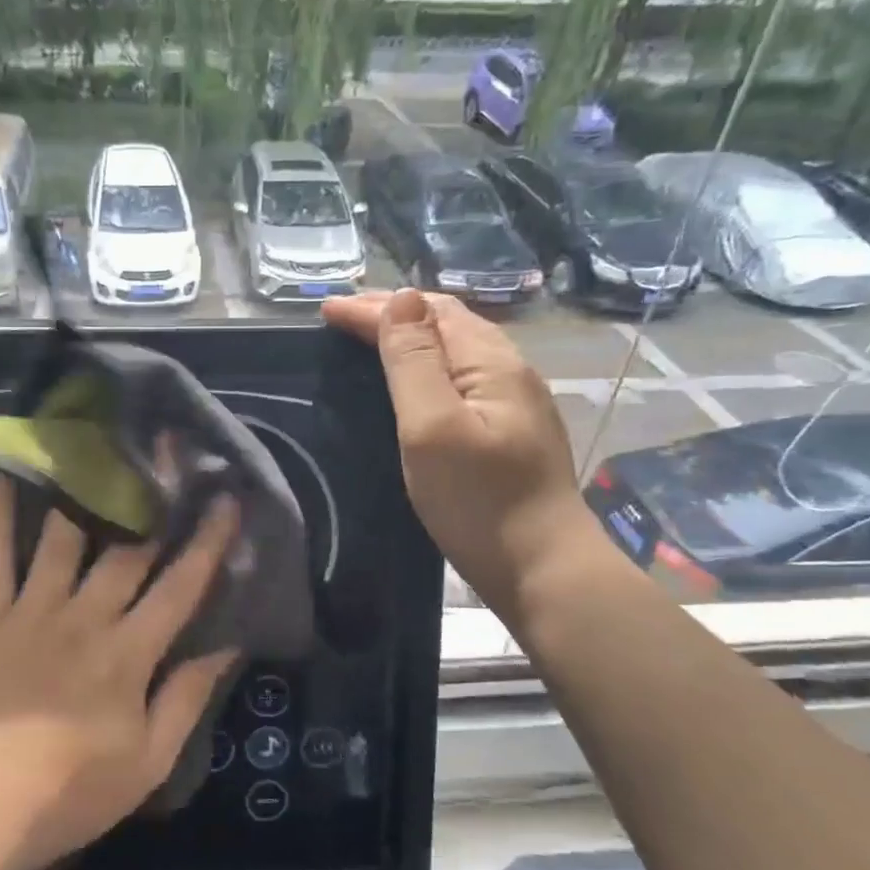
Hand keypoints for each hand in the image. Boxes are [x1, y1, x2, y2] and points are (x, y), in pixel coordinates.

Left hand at [0, 475, 239, 869]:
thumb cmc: (75, 791)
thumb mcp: (151, 760)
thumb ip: (188, 697)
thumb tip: (228, 645)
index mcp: (129, 652)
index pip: (180, 586)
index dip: (207, 541)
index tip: (227, 499)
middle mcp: (85, 617)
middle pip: (127, 548)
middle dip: (154, 498)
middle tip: (169, 451)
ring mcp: (33, 611)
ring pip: (63, 538)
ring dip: (83, 491)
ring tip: (96, 447)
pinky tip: (1, 475)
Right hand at [322, 288, 588, 595]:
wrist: (544, 570)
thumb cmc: (479, 501)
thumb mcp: (433, 427)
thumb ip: (415, 362)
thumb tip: (403, 299)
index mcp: (491, 363)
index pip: (428, 313)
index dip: (375, 308)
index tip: (326, 310)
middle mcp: (510, 371)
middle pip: (448, 322)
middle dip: (394, 313)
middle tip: (344, 317)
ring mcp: (516, 402)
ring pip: (458, 349)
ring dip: (413, 336)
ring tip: (373, 339)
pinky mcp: (511, 431)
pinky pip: (464, 376)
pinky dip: (429, 365)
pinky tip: (417, 382)